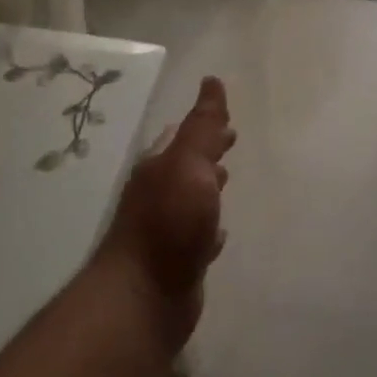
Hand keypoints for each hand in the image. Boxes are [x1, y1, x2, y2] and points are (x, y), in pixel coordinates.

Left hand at [96, 77, 234, 346]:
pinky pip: (197, 238)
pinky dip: (210, 231)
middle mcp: (158, 195)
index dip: (206, 126)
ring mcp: (165, 231)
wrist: (145, 295)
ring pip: (192, 201)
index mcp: (159, 167)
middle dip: (208, 154)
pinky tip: (220, 237)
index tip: (228, 120)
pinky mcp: (176, 263)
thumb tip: (212, 81)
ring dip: (208, 189)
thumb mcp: (189, 163)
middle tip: (231, 143)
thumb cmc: (169, 222)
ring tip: (227, 181)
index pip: (184, 136)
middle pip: (187, 166)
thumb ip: (203, 126)